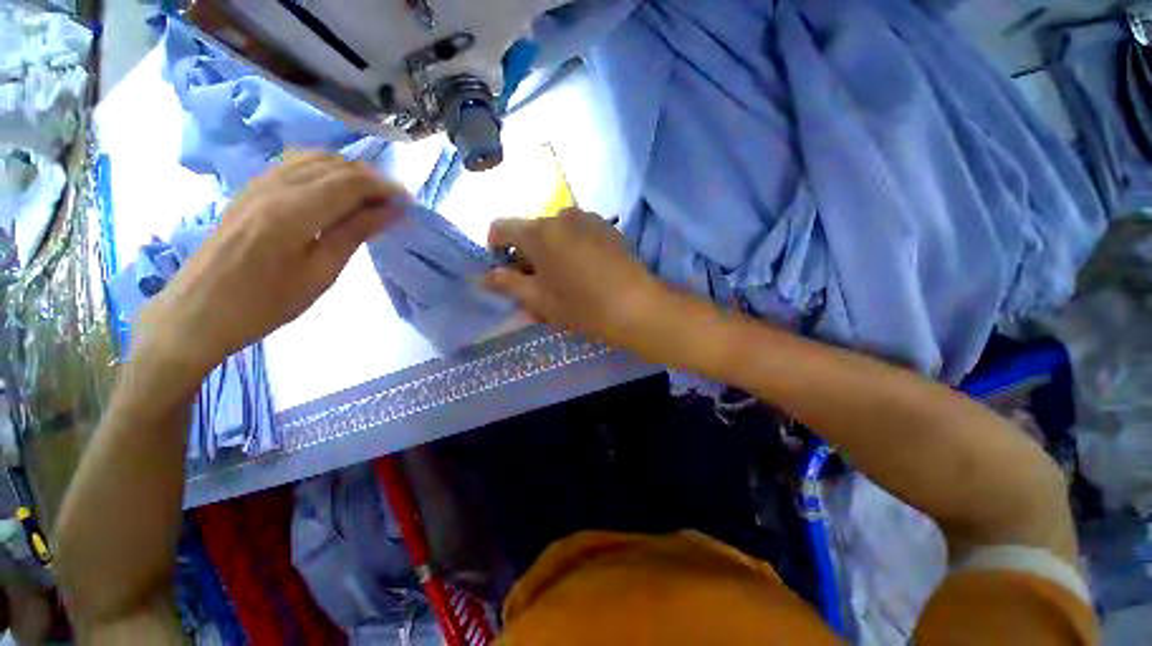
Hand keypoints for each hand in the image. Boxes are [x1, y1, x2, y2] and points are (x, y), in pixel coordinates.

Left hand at [135, 151, 405, 376]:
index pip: (350, 182)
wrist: (197, 313)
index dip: (385, 188)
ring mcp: (256, 183)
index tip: (409, 204)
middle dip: (371, 179)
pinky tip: (334, 194)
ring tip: (369, 200)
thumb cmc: (265, 304)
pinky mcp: (249, 189)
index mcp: (292, 211)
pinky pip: (294, 165)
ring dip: (348, 173)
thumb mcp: (320, 273)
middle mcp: (273, 186)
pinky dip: (324, 172)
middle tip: (393, 205)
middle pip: (334, 164)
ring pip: (313, 158)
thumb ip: (355, 233)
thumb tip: (391, 211)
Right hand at [484, 209, 671, 352]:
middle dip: (527, 257)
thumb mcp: (539, 299)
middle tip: (535, 287)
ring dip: (550, 254)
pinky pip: (577, 234)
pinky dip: (570, 250)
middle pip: (531, 232)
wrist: (637, 306)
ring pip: (555, 234)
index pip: (501, 227)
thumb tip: (484, 277)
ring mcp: (588, 219)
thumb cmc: (582, 306)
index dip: (495, 247)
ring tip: (562, 283)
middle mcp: (561, 215)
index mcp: (539, 232)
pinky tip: (583, 274)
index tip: (504, 271)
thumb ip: (509, 284)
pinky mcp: (607, 228)